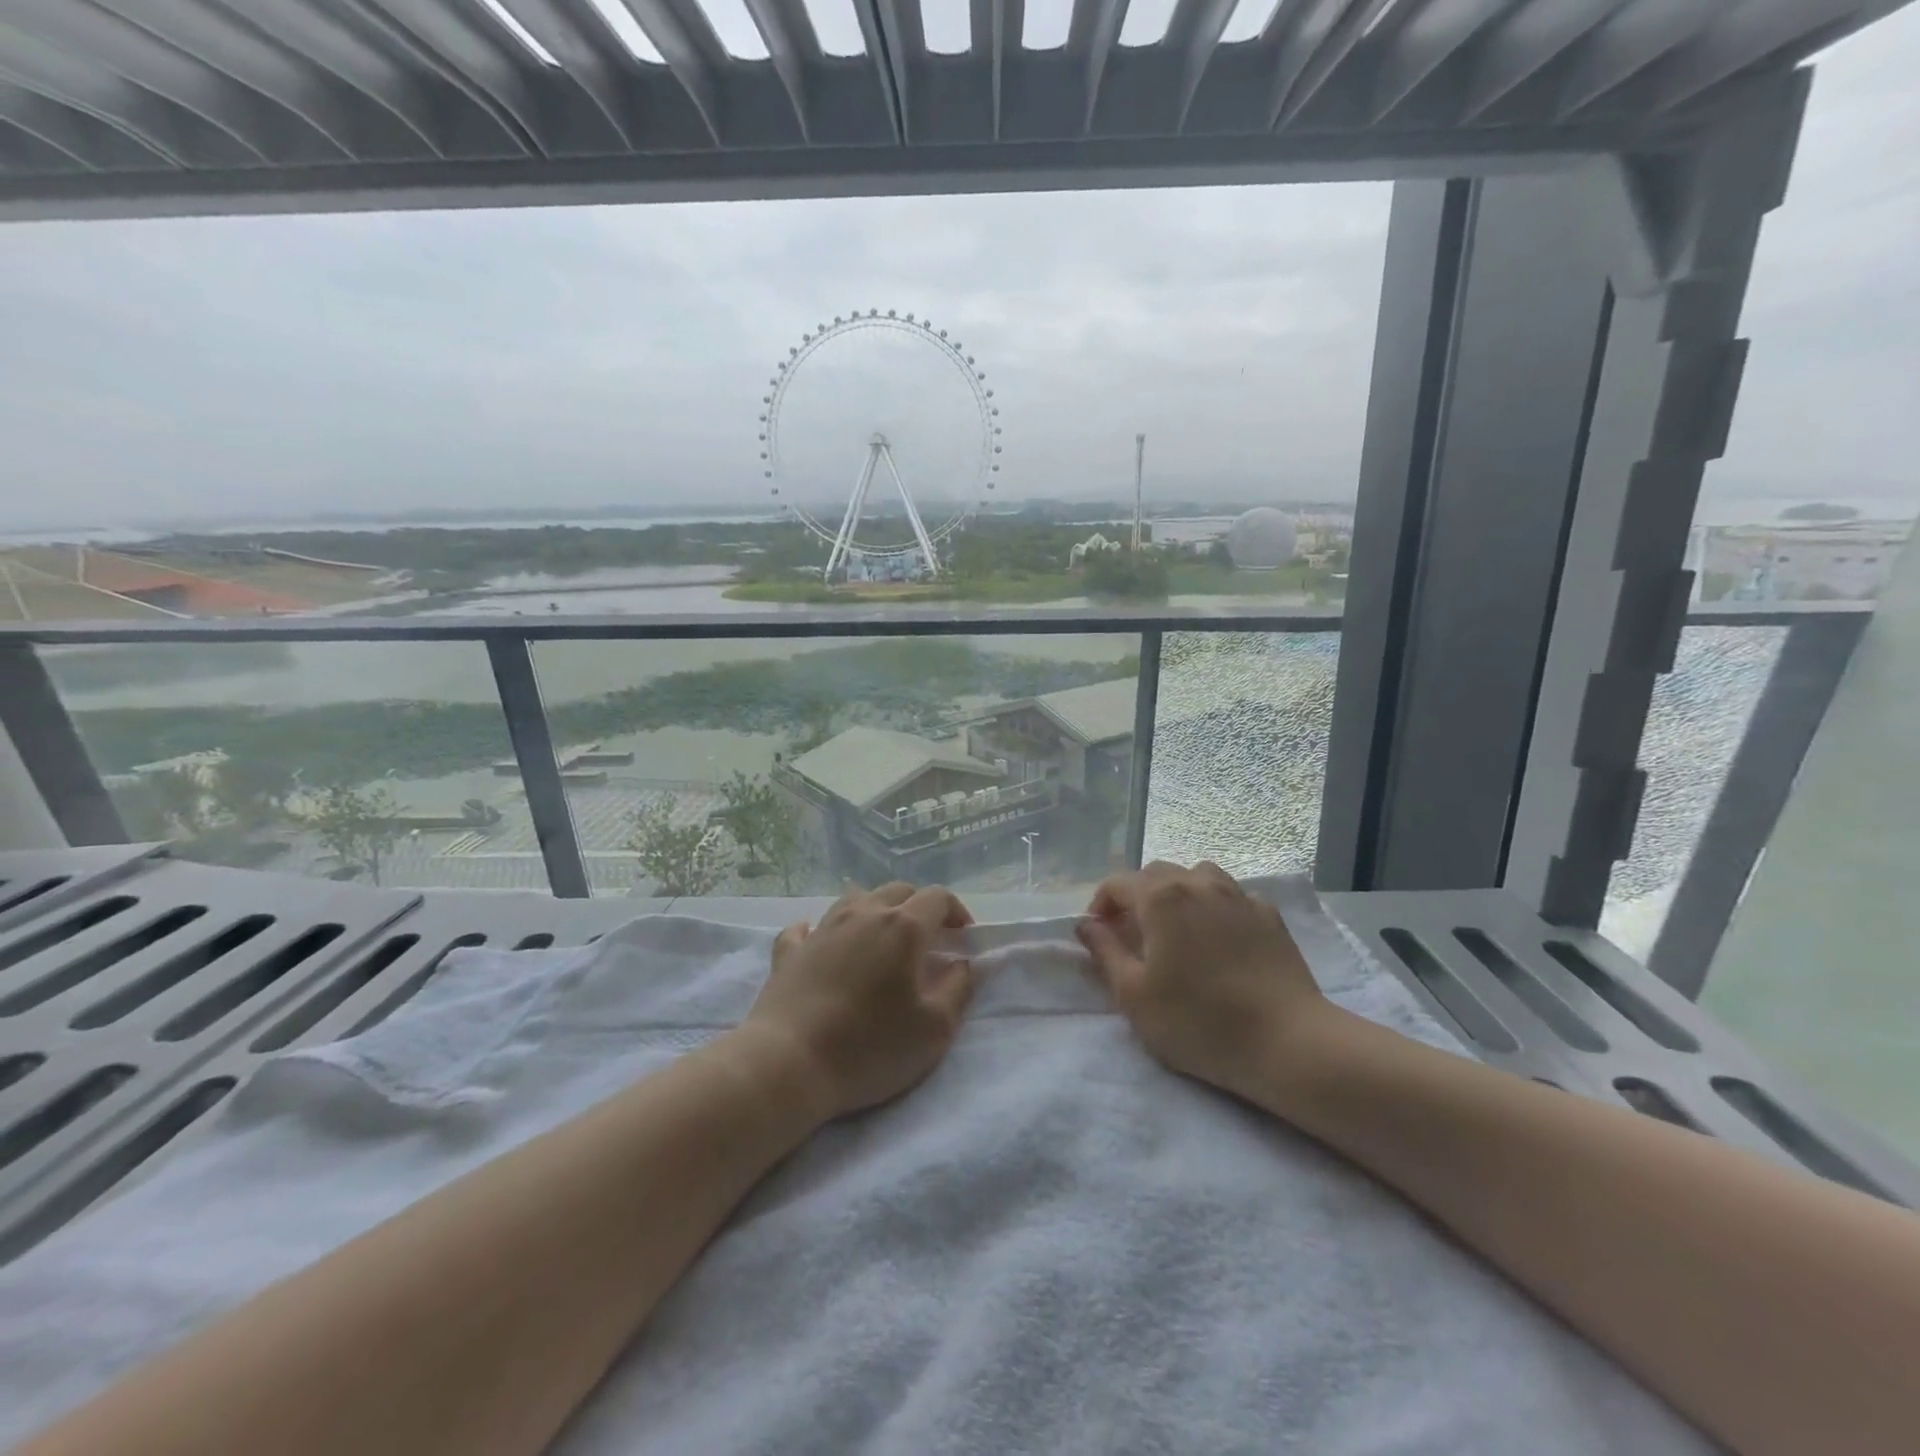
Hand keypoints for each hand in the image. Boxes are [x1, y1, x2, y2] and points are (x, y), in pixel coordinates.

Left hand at [740, 882, 975, 1121]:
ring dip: (876, 912)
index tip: (963, 938)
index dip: (956, 912)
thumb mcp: (934, 1029)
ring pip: (856, 899)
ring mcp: (822, 928)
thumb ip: (958, 989)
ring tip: (881, 941)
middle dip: (919, 908)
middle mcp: (863, 914)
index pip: (938, 897)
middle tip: (928, 942)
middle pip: (898, 891)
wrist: (788, 1064)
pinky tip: (824, 944)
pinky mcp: (789, 950)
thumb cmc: (869, 1047)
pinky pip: (808, 926)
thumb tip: (962, 963)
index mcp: (903, 927)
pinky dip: (823, 930)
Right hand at [1077, 861, 1330, 1099]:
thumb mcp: (1134, 995)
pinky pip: (1231, 896)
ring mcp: (1238, 895)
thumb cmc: (1199, 1021)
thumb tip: (1086, 924)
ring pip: (1197, 876)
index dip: (1100, 905)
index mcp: (1160, 897)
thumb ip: (1105, 952)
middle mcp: (1197, 883)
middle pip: (1156, 874)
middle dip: (1136, 897)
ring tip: (1177, 929)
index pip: (1116, 883)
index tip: (1098, 936)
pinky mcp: (1268, 914)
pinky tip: (1219, 938)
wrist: (1287, 1042)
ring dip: (1177, 893)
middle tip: (1133, 935)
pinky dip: (1215, 907)